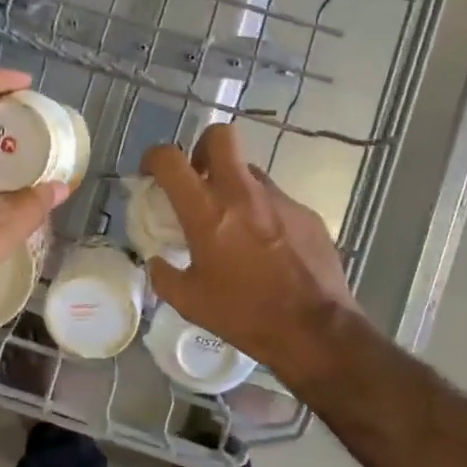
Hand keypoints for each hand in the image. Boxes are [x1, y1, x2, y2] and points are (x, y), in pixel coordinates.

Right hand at [141, 126, 369, 387]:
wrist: (314, 330)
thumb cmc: (244, 314)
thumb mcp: (189, 302)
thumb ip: (164, 275)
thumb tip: (158, 262)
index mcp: (207, 211)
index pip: (171, 159)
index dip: (154, 157)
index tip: (151, 172)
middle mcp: (243, 193)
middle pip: (220, 136)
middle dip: (202, 148)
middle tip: (198, 177)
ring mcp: (279, 200)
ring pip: (250, 171)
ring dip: (235, 186)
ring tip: (235, 223)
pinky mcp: (306, 214)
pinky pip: (276, 201)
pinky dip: (263, 214)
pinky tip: (267, 247)